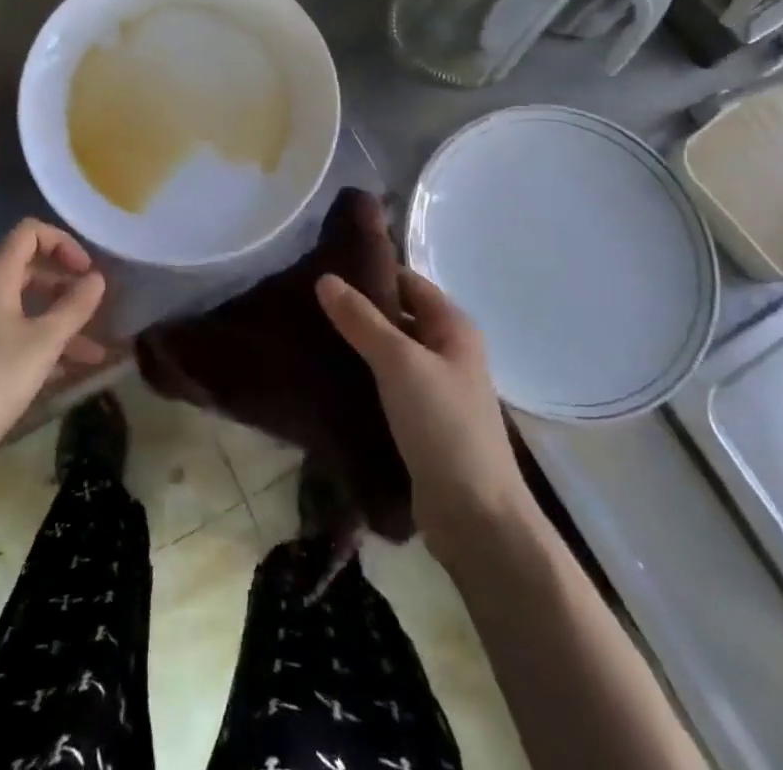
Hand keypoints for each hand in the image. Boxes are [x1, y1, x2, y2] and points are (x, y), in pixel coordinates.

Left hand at [0, 220, 106, 481]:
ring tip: (95, 352)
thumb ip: (74, 307)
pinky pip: (14, 335)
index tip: (86, 272)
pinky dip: (42, 344)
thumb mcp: (43, 344)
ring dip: (60, 321)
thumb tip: (97, 278)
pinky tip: (68, 373)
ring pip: (25, 308)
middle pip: (29, 268)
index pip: (29, 233)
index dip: (62, 242)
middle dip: (65, 284)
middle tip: (94, 307)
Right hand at [317, 267, 534, 563]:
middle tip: (308, 300)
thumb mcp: (400, 363)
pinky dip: (361, 377)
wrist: (475, 516)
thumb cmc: (444, 425)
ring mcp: (435, 388)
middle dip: (358, 308)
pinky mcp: (420, 421)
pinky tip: (327, 376)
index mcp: (453, 327)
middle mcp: (447, 351)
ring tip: (309, 333)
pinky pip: (386, 385)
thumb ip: (362, 320)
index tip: (325, 265)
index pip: (407, 282)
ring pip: (389, 352)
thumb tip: (325, 278)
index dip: (371, 272)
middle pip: (398, 316)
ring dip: (356, 344)